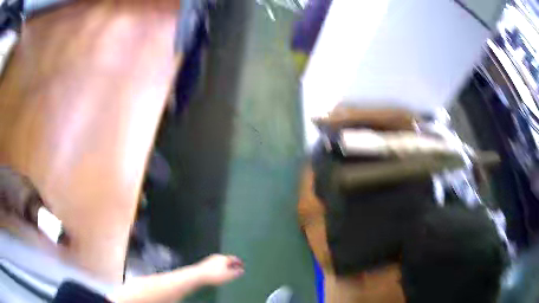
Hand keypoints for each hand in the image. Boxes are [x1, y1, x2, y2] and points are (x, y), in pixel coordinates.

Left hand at [195, 254, 243, 285]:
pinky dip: (219, 268)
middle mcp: (217, 257)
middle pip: (227, 259)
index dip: (239, 262)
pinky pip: (215, 265)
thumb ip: (236, 273)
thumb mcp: (229, 275)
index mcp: (224, 258)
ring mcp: (210, 260)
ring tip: (228, 272)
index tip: (243, 265)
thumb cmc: (215, 275)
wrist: (198, 275)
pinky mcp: (204, 264)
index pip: (234, 258)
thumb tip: (242, 270)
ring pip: (220, 262)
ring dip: (225, 266)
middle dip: (232, 264)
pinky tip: (219, 273)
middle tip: (236, 268)